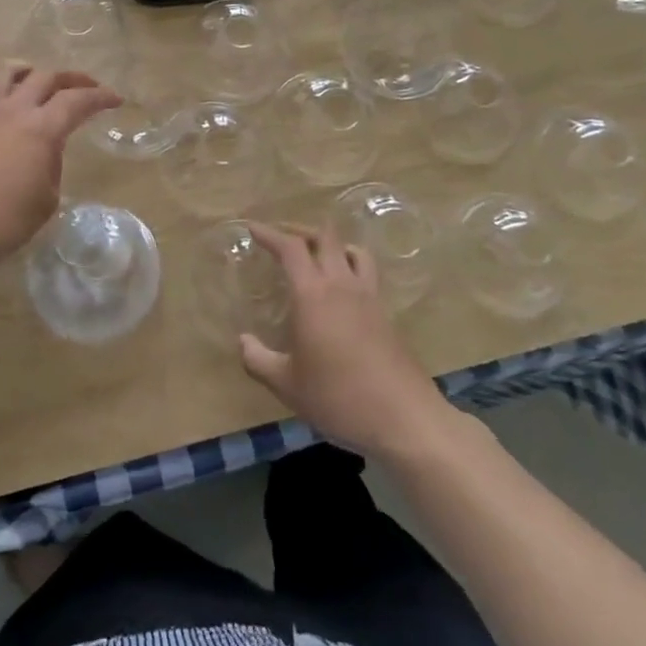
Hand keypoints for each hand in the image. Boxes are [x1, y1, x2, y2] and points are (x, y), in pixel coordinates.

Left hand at [0, 63, 119, 279]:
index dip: (100, 96)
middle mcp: (14, 111)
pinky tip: (15, 114)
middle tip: (88, 89)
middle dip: (72, 79)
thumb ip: (52, 163)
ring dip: (34, 73)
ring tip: (45, 85)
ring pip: (11, 74)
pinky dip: (10, 93)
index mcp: (41, 128)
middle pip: (46, 77)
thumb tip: (45, 150)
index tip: (116, 99)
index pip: (77, 100)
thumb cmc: (7, 220)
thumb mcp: (47, 197)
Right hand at [239, 222, 457, 462]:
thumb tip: (242, 341)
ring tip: (318, 255)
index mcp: (312, 294)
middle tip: (283, 239)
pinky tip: (344, 288)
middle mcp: (341, 284)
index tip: (253, 229)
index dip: (270, 233)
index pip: (291, 247)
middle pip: (325, 237)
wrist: (403, 417)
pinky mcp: (386, 313)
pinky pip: (367, 273)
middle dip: (301, 231)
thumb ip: (258, 360)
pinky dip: (352, 265)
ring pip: (352, 250)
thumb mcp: (287, 385)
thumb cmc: (337, 397)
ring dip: (332, 244)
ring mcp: (368, 296)